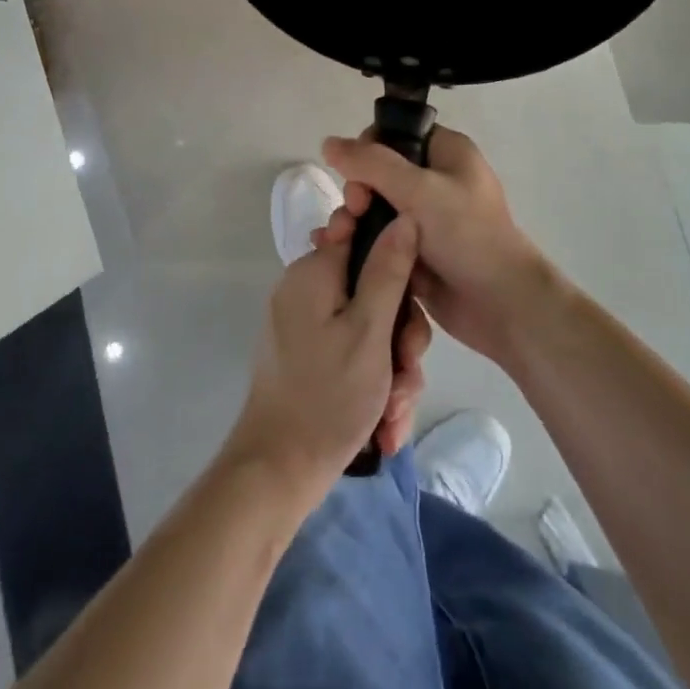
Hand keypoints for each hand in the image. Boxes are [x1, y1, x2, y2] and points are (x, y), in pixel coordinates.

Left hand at [226, 216, 432, 496]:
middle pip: (375, 291)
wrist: (278, 472)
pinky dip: (373, 385)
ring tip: (393, 412)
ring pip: (371, 329)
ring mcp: (307, 325)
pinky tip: (383, 425)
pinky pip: (354, 354)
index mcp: (314, 272)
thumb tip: (405, 216)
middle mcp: (307, 290)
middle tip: (406, 372)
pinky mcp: (310, 356)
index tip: (411, 304)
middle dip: (400, 338)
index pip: (366, 239)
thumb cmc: (327, 396)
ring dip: (392, 371)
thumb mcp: (369, 330)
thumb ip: (389, 270)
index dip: (398, 269)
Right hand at [323, 127, 550, 363]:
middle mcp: (436, 180)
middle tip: (354, 213)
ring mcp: (426, 220)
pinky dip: (358, 243)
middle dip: (357, 192)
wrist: (502, 306)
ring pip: (375, 208)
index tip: (358, 179)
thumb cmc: (467, 236)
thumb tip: (328, 142)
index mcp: (447, 153)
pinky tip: (334, 251)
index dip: (368, 151)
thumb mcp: (419, 190)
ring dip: (352, 220)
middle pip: (378, 173)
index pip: (394, 135)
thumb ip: (371, 164)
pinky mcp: (416, 253)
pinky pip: (379, 239)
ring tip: (337, 239)